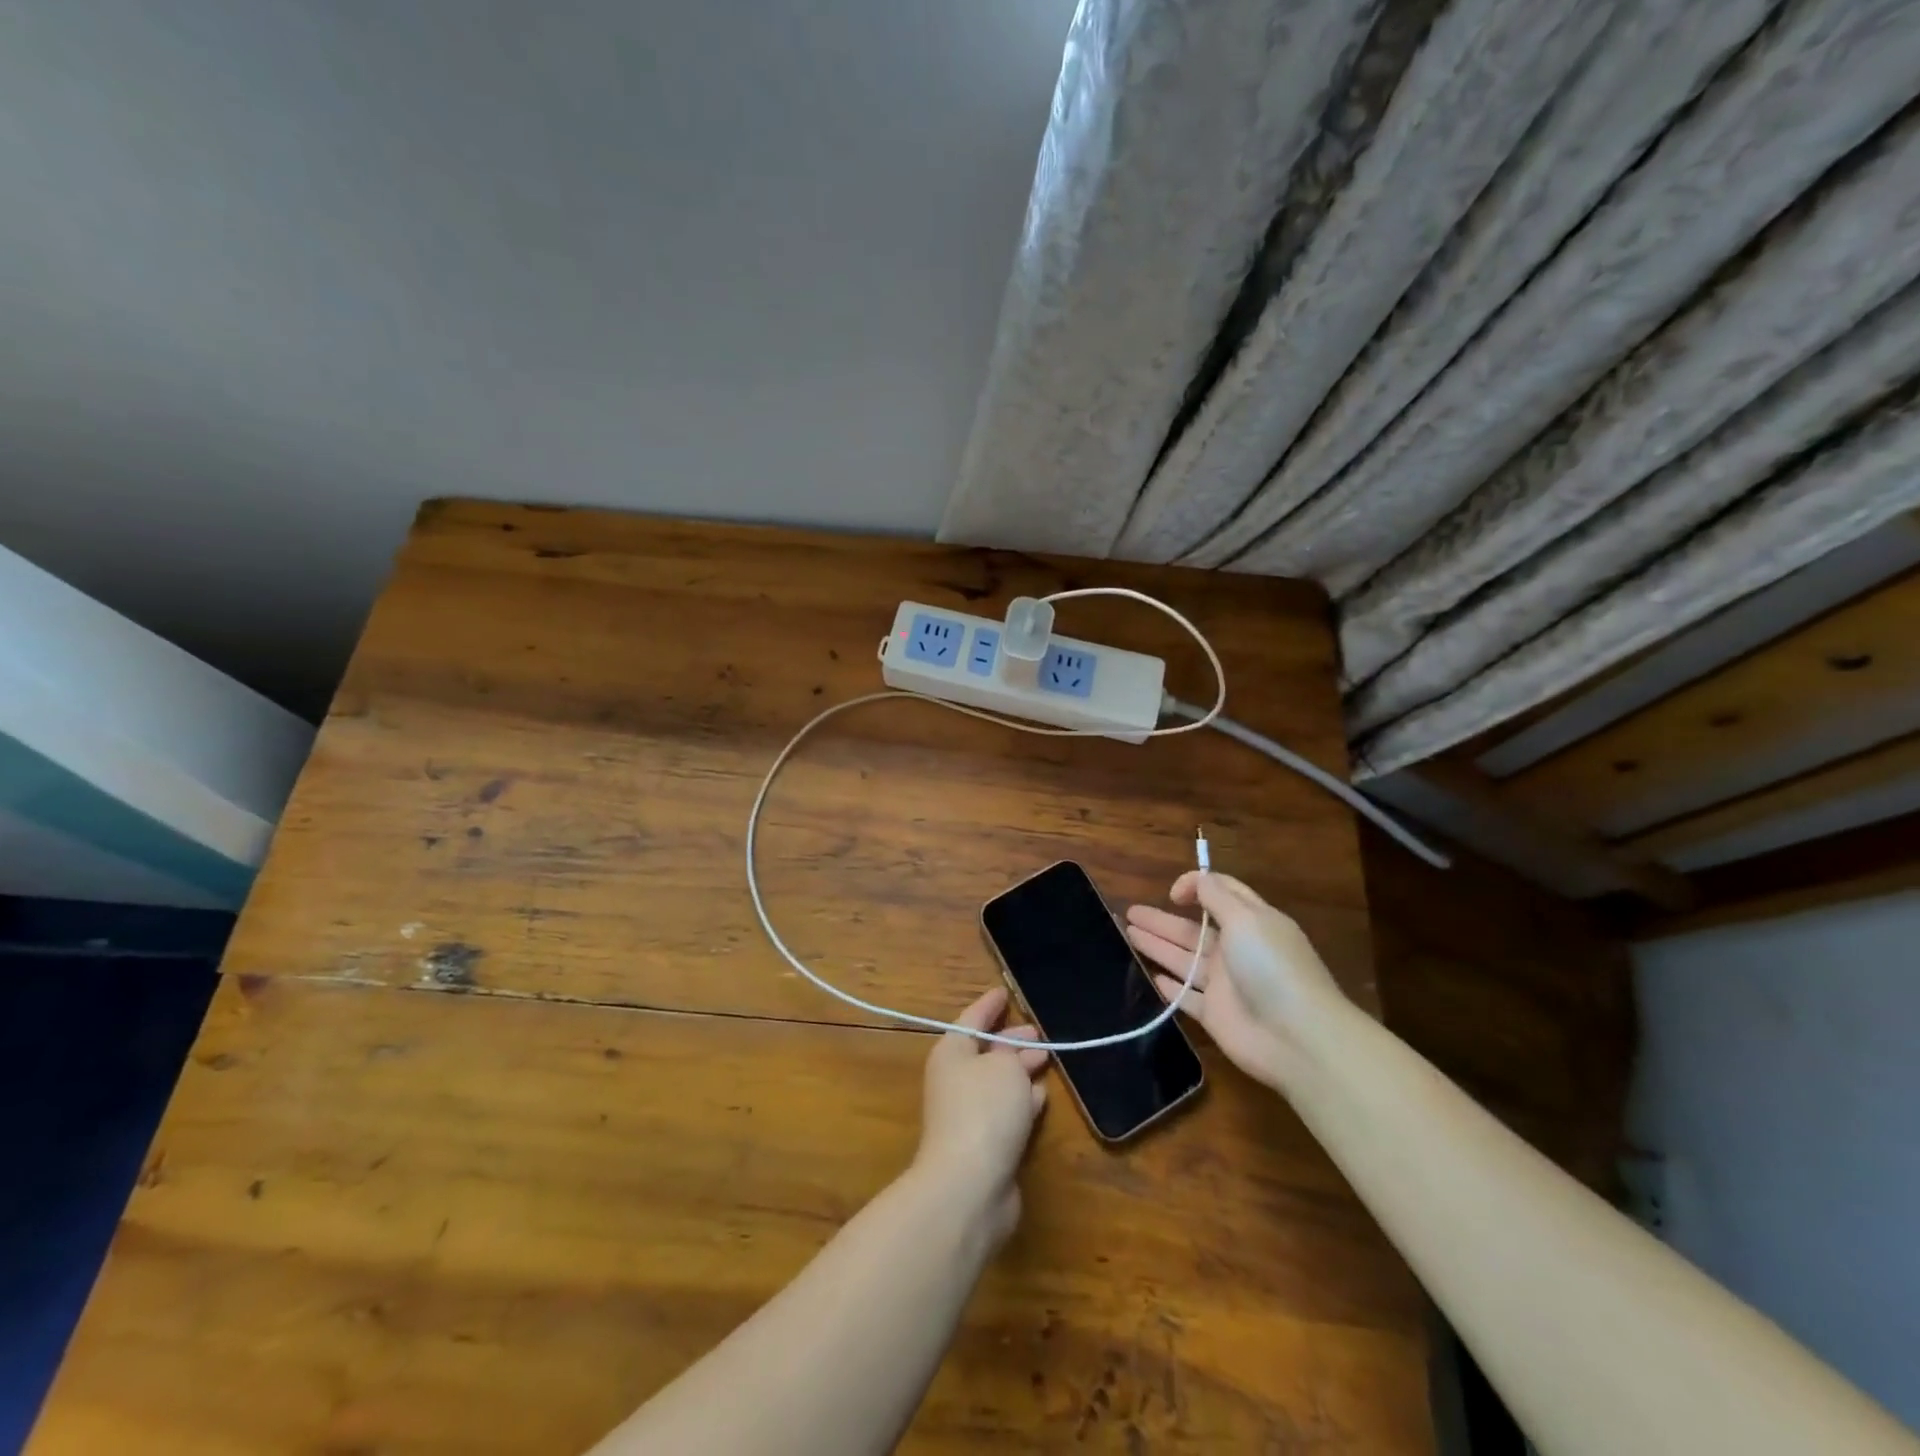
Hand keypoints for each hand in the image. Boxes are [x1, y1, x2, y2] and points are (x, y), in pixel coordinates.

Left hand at [911, 988, 1048, 1245]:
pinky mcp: (986, 1146)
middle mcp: (956, 1080)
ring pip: (999, 1082)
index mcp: (952, 1052)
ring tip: (1047, 1059)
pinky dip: (1024, 1101)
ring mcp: (969, 1115)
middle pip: (987, 1052)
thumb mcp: (1005, 1067)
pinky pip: (1007, 1112)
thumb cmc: (984, 1110)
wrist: (969, 1186)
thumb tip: (1014, 1058)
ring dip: (1021, 1071)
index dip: (989, 1005)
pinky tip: (1043, 1096)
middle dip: (1012, 1041)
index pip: (972, 1018)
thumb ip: (1013, 1054)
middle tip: (1040, 1033)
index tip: (1005, 991)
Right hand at [1126, 871, 1349, 1091]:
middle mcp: (1237, 951)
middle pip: (1193, 929)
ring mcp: (1225, 985)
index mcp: (1251, 923)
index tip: (1172, 894)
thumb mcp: (1246, 918)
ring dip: (1157, 945)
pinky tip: (1151, 976)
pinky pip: (1186, 997)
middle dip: (1162, 919)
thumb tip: (1192, 881)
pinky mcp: (1215, 1015)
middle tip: (1129, 912)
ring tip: (1127, 933)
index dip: (1196, 887)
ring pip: (1184, 959)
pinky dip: (1170, 987)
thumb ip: (1216, 895)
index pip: (1222, 895)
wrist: (1297, 1037)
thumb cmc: (1271, 967)